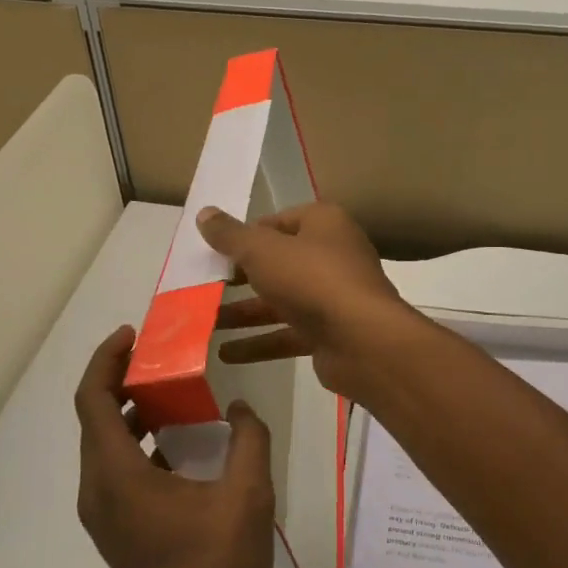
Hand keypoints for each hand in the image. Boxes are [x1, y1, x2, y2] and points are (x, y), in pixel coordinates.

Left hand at [74, 327, 275, 567]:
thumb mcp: (247, 497)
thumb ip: (248, 441)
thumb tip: (240, 411)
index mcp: (117, 476)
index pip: (92, 400)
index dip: (106, 360)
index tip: (133, 334)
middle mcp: (98, 491)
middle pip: (95, 419)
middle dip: (122, 381)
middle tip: (161, 358)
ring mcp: (103, 517)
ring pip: (105, 447)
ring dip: (132, 414)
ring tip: (174, 395)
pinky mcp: (117, 533)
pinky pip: (117, 472)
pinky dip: (139, 445)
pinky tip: (181, 447)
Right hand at [196, 202, 417, 399]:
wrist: (362, 340)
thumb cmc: (311, 279)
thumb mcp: (262, 251)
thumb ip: (231, 236)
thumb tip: (204, 213)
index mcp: (323, 223)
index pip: (278, 222)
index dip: (246, 235)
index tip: (214, 251)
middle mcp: (332, 255)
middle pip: (278, 262)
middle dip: (241, 277)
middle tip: (204, 286)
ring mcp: (333, 296)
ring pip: (281, 300)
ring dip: (244, 313)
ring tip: (205, 323)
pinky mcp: (330, 332)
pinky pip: (288, 333)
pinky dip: (259, 342)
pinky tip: (226, 354)